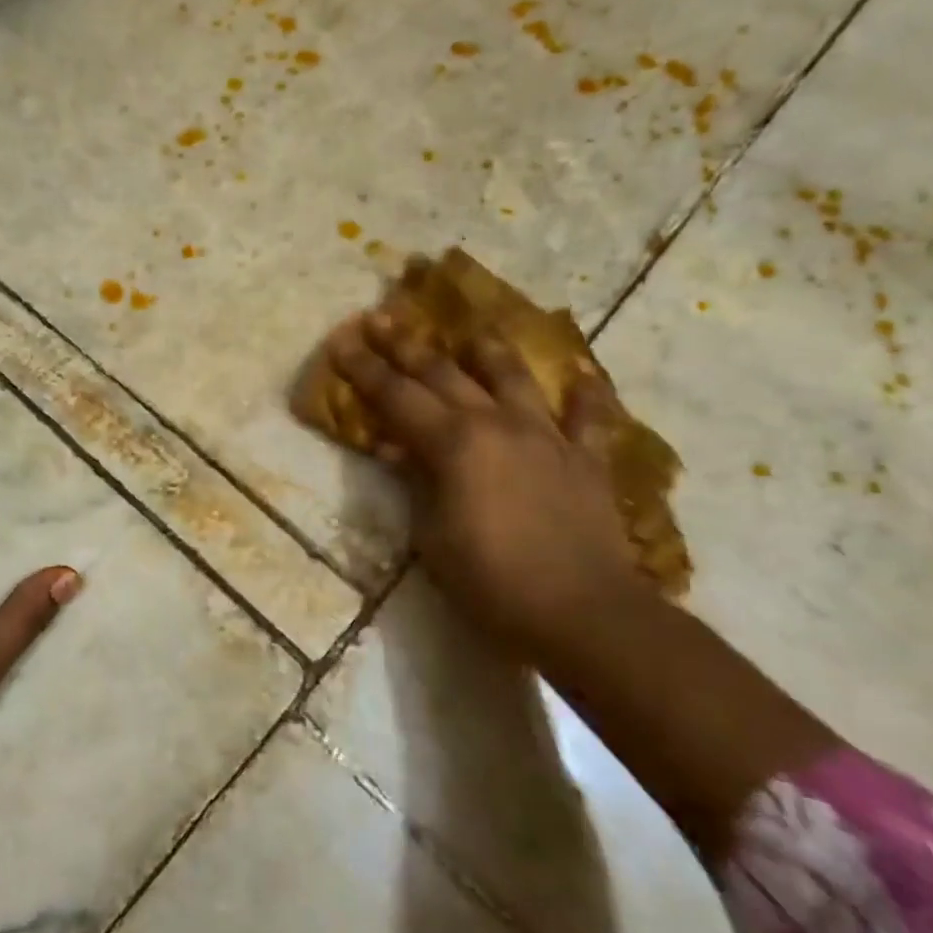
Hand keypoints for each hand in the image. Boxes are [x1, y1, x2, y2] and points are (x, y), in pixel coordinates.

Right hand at [326, 314, 647, 653]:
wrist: (581, 613)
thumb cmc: (489, 580)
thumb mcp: (431, 534)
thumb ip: (416, 480)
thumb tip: (399, 447)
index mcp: (453, 442)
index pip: (395, 396)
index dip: (364, 368)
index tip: (341, 340)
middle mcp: (498, 424)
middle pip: (444, 374)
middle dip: (407, 345)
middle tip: (381, 318)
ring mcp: (547, 437)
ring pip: (513, 378)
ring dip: (486, 350)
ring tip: (471, 329)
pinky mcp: (587, 460)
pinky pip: (590, 417)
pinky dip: (587, 392)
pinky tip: (583, 372)